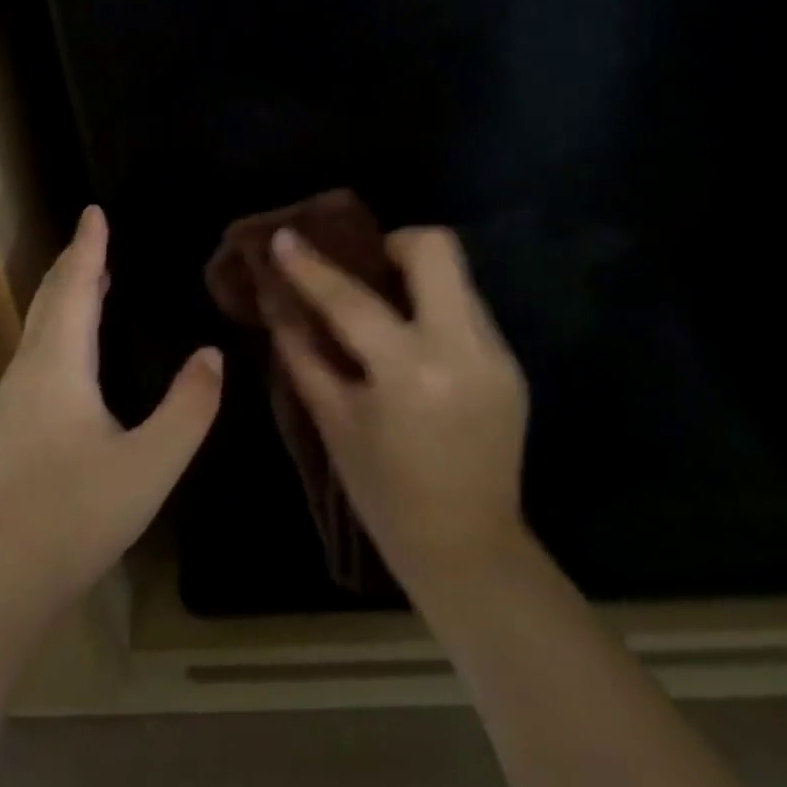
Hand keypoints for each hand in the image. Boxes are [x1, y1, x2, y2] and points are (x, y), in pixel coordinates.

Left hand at [0, 205, 223, 627]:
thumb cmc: (74, 517)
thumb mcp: (150, 465)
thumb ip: (189, 407)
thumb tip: (212, 354)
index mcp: (59, 364)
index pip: (78, 286)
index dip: (89, 246)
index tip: (94, 210)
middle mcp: (29, 369)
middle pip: (51, 298)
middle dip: (73, 263)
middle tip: (95, 236)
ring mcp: (11, 400)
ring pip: (38, 326)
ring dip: (64, 294)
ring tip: (91, 280)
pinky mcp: (7, 427)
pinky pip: (36, 351)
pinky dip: (57, 326)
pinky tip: (71, 350)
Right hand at [270, 225, 530, 605]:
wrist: (468, 548)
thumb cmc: (384, 493)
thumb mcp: (332, 421)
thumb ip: (302, 352)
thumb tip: (277, 300)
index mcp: (410, 372)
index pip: (352, 299)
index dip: (311, 266)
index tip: (284, 237)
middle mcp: (463, 348)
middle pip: (437, 248)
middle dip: (394, 242)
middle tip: (365, 269)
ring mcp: (496, 354)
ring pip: (457, 274)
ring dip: (416, 276)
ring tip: (387, 307)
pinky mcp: (510, 363)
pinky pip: (467, 309)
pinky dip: (434, 309)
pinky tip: (414, 343)